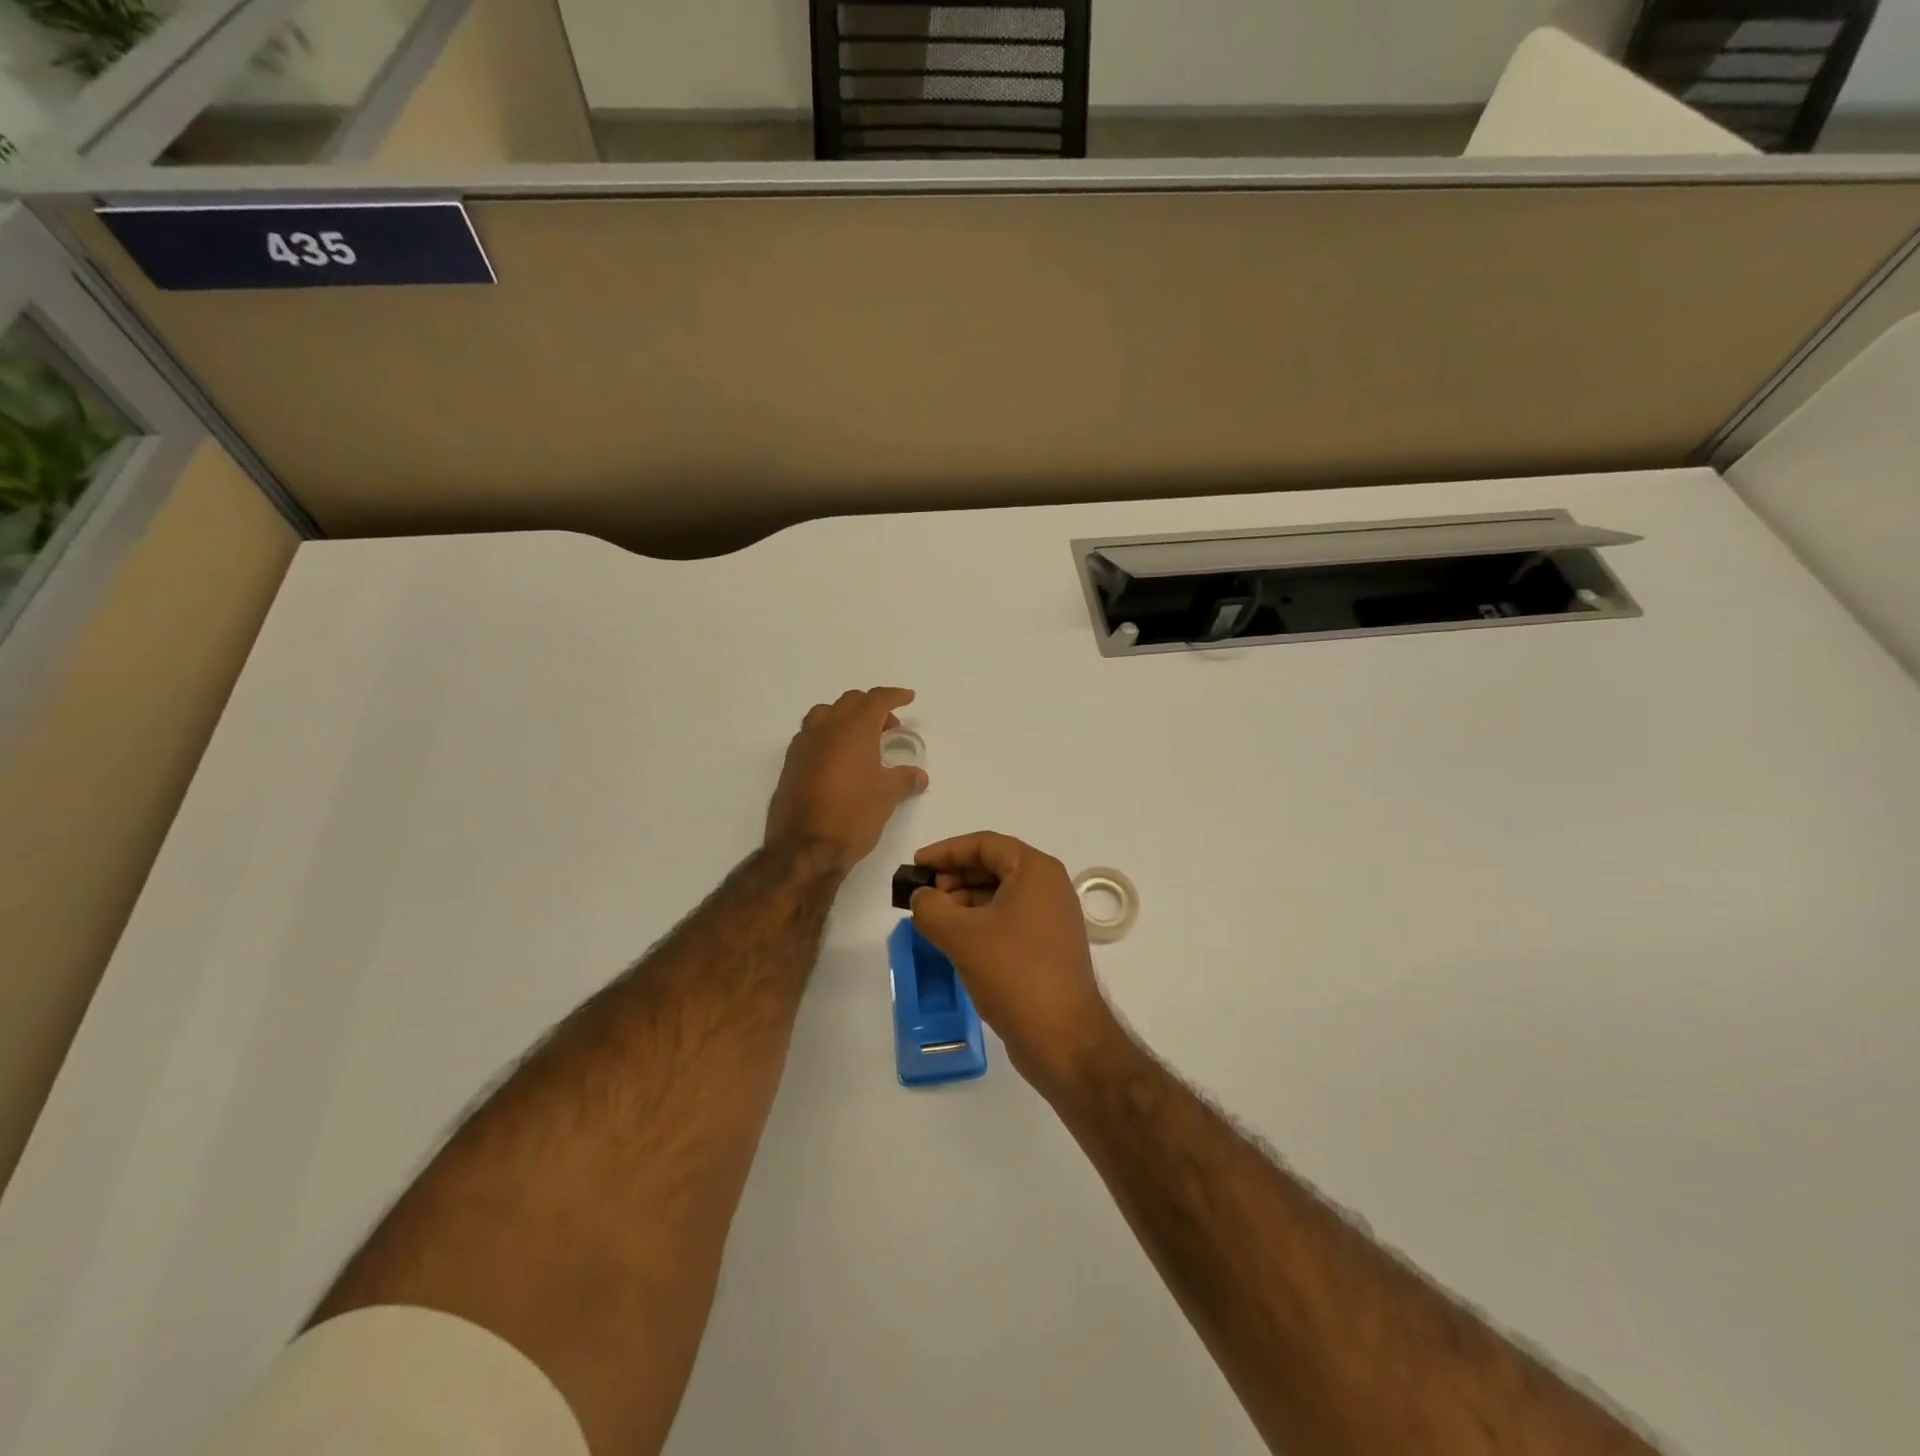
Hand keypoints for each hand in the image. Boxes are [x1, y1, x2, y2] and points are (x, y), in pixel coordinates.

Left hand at [765, 688, 927, 872]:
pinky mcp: (790, 764)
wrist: (805, 848)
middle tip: (889, 728)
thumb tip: (918, 775)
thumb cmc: (853, 815)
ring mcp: (803, 745)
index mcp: (853, 729)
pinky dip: (828, 736)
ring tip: (861, 740)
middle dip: (872, 708)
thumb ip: (904, 779)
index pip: (876, 700)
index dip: (894, 695)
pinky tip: (838, 760)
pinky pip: (811, 735)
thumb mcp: (887, 796)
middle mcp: (825, 729)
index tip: (908, 698)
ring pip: (825, 714)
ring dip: (845, 718)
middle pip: (849, 702)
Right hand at [908, 832, 1117, 1091]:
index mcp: (1035, 870)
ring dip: (965, 900)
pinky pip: (1009, 919)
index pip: (985, 844)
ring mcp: (1052, 917)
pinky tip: (957, 940)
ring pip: (1001, 894)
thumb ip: (930, 908)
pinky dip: (981, 921)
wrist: (1063, 1036)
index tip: (916, 866)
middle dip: (955, 876)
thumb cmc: (1013, 973)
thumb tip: (921, 897)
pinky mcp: (1049, 946)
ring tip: (935, 919)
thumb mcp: (961, 935)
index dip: (946, 851)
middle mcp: (1049, 886)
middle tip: (924, 896)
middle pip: (994, 866)